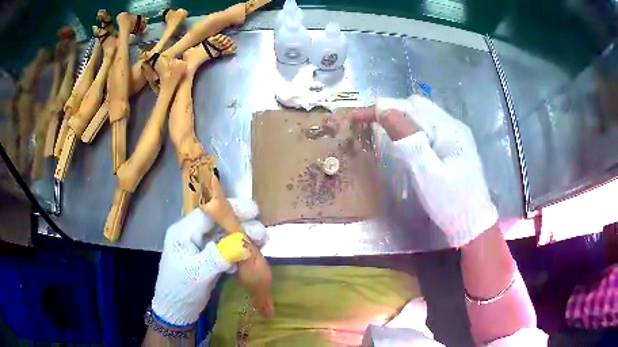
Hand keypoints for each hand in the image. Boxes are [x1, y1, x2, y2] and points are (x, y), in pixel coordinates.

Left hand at [151, 199, 266, 327]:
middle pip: (219, 222)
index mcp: (183, 232)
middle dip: (241, 225)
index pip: (208, 212)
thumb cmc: (181, 291)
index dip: (231, 209)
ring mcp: (201, 247)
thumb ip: (219, 257)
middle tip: (262, 235)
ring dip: (243, 239)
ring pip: (225, 236)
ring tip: (262, 244)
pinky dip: (239, 252)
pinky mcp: (209, 258)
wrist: (176, 312)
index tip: (254, 212)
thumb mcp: (198, 274)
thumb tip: (244, 244)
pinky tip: (250, 258)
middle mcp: (192, 235)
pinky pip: (226, 249)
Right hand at [351, 96, 497, 246]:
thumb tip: (383, 107)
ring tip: (381, 130)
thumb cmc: (451, 203)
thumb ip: (407, 138)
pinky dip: (411, 129)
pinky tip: (403, 141)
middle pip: (418, 107)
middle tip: (368, 125)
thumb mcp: (427, 172)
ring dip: (400, 119)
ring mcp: (455, 135)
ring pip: (422, 116)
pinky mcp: (453, 146)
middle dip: (391, 111)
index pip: (411, 106)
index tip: (358, 116)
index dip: (383, 108)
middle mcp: (453, 126)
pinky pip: (428, 128)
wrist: (474, 225)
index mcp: (449, 129)